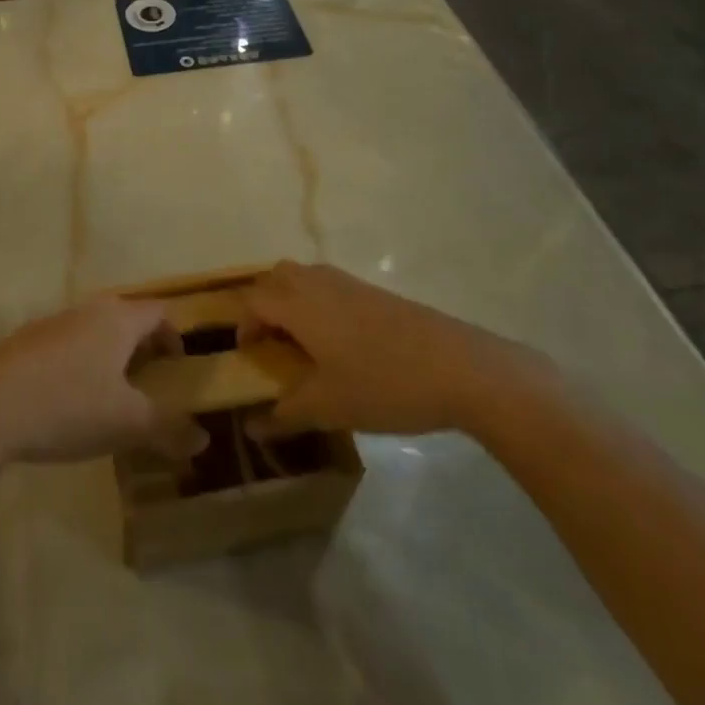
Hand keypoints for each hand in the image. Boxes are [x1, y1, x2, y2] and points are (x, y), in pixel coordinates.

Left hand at [0, 297, 203, 466]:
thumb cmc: (69, 406)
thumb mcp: (128, 424)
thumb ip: (168, 429)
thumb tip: (202, 438)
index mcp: (118, 319)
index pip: (159, 311)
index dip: (175, 334)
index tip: (179, 366)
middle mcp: (87, 310)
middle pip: (125, 316)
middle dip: (142, 345)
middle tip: (150, 381)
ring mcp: (52, 323)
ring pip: (93, 329)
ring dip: (109, 354)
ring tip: (112, 394)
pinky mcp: (25, 341)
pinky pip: (66, 344)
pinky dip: (79, 363)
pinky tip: (69, 400)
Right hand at [237, 261, 543, 438]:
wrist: (460, 368)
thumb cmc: (383, 384)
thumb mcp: (329, 408)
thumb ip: (286, 414)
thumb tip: (253, 427)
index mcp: (299, 304)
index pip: (254, 300)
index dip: (244, 325)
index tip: (250, 357)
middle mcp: (318, 283)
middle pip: (275, 277)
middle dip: (264, 303)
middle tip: (271, 343)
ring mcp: (349, 283)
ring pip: (304, 277)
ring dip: (292, 301)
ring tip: (304, 343)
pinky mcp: (375, 292)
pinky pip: (330, 285)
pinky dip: (319, 303)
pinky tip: (341, 343)